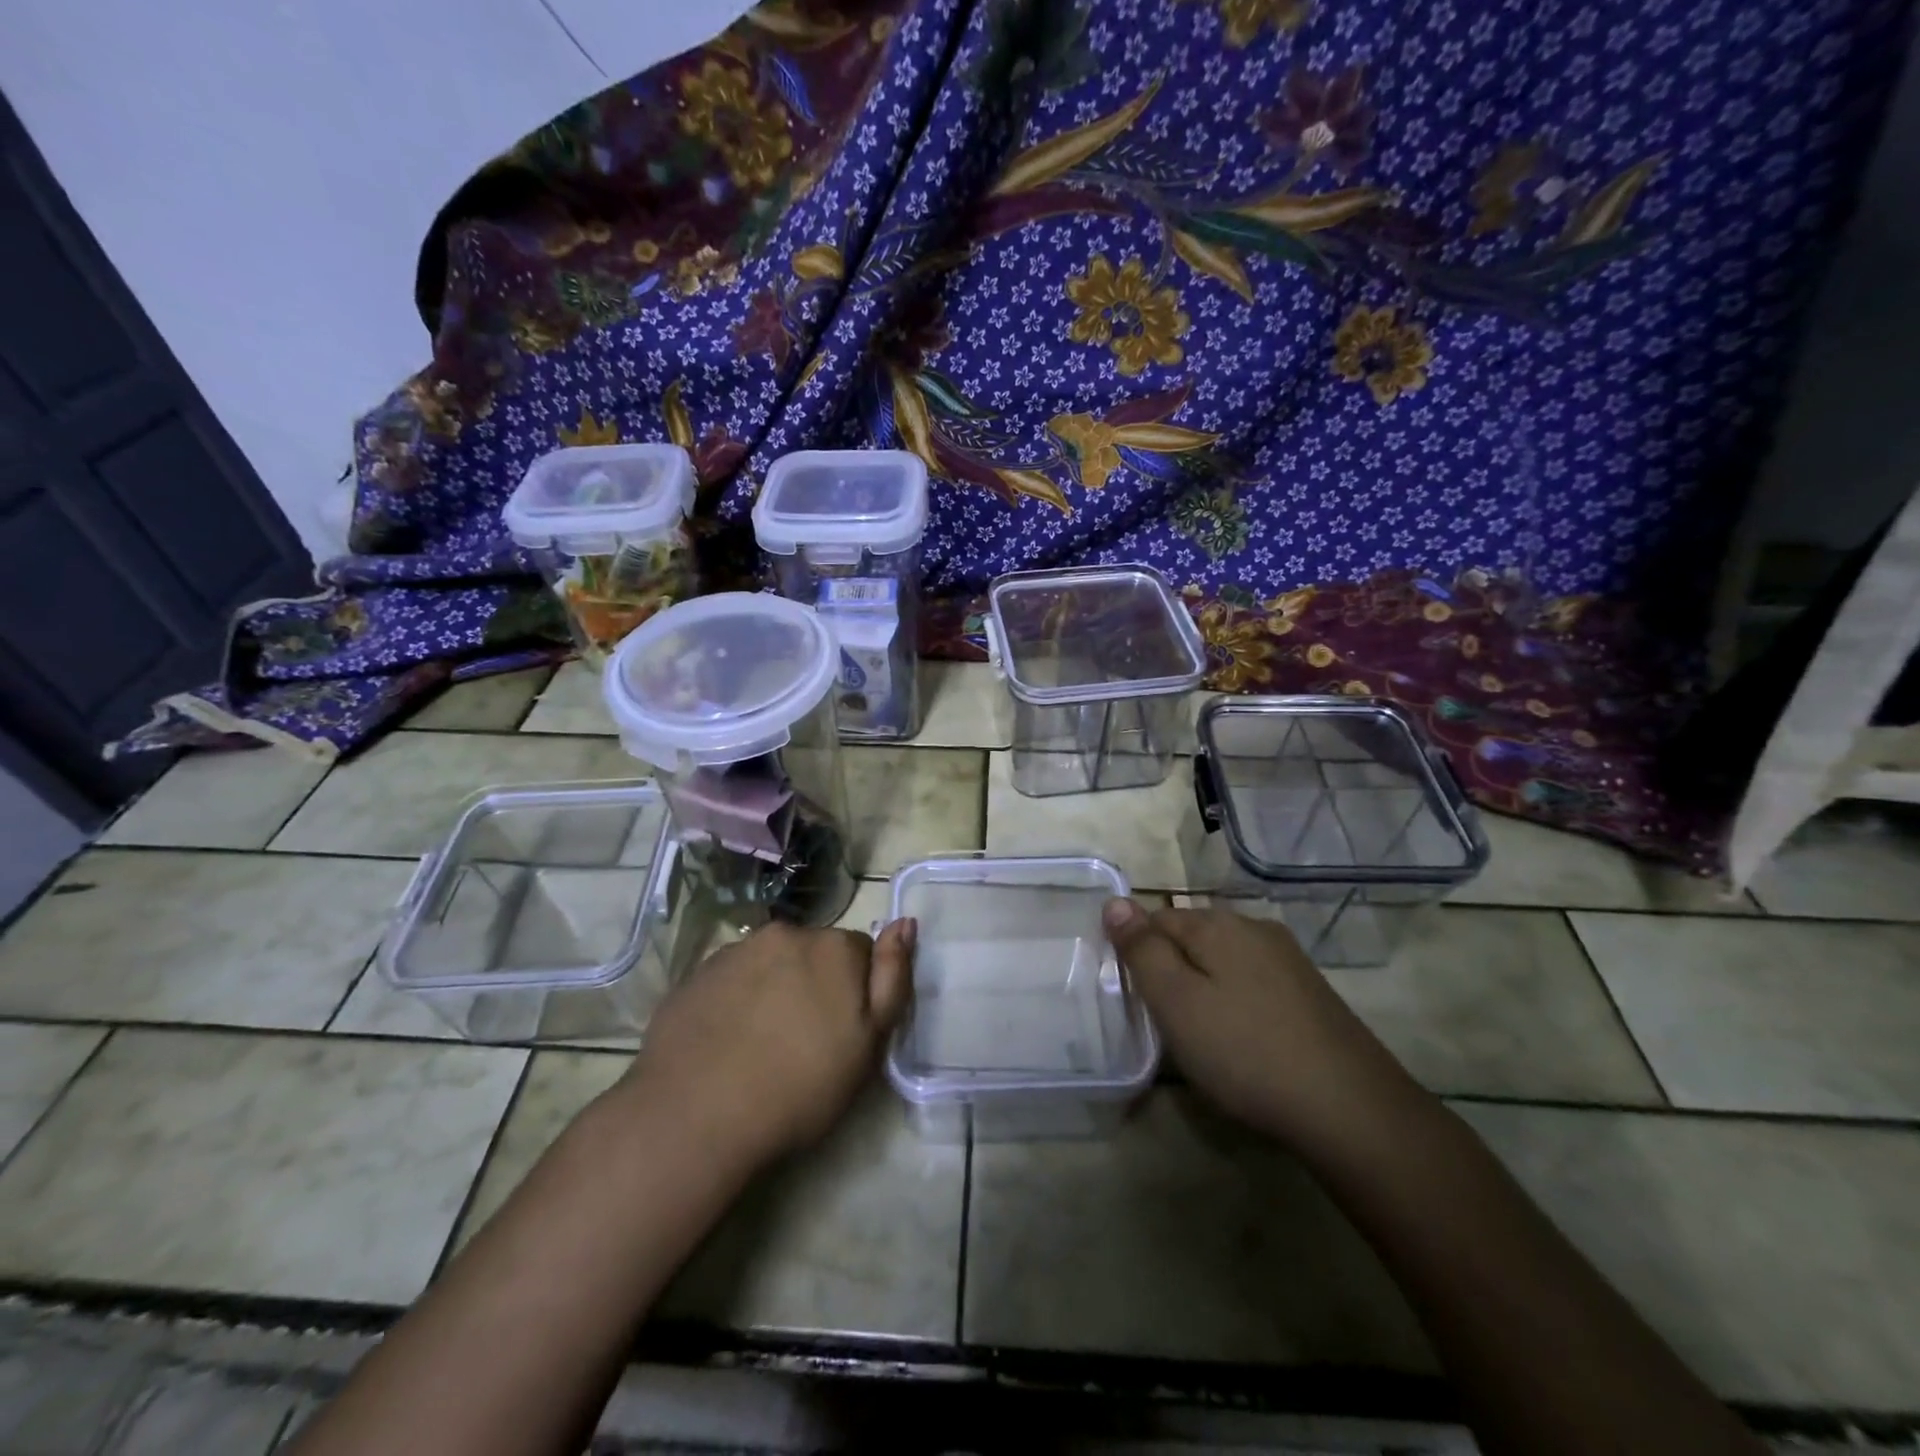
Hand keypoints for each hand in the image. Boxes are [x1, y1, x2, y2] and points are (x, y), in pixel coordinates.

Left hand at [618, 919, 914, 1169]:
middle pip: (817, 953)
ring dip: (777, 986)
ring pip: (774, 962)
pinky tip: (728, 1038)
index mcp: (835, 947)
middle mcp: (788, 933)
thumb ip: (892, 978)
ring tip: (762, 1042)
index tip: (842, 1033)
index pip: (862, 955)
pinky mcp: (699, 971)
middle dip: (817, 984)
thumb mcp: (868, 1044)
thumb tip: (905, 923)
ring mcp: (738, 949)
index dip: (856, 994)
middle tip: (803, 1041)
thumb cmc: (799, 1086)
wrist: (695, 1115)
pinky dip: (739, 996)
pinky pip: (735, 975)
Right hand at [1103, 899, 1421, 1155]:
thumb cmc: (1245, 1052)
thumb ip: (1142, 950)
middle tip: (1164, 1022)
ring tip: (1200, 1035)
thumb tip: (1115, 902)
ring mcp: (1288, 960)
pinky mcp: (1311, 992)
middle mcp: (1254, 928)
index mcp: (1217, 924)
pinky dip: (1236, 1002)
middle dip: (1171, 969)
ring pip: (1224, 960)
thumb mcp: (1176, 1002)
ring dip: (1204, 986)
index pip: (1155, 918)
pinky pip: (1254, 982)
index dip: (1137, 954)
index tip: (1136, 999)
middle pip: (1192, 936)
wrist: (1352, 1110)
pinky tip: (1242, 1039)